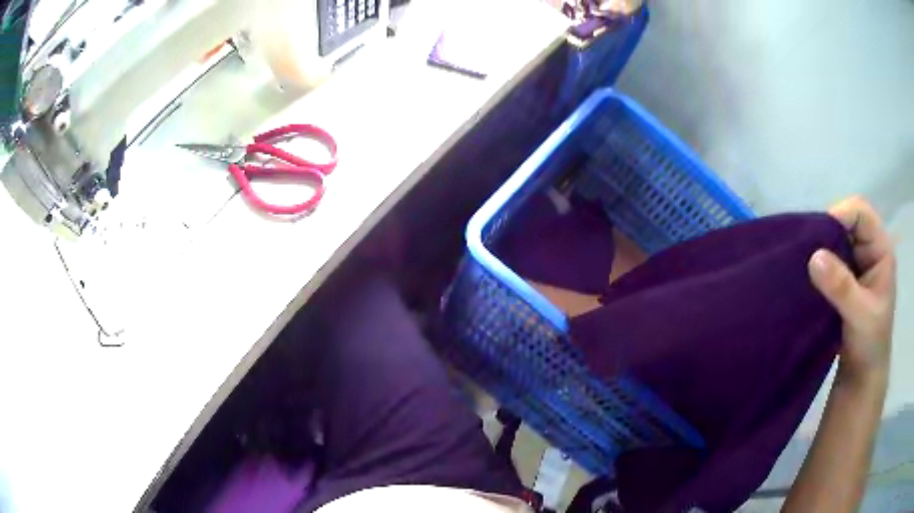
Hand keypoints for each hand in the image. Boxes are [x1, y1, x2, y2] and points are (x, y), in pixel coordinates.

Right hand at [808, 197, 895, 384]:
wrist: (862, 377)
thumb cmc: (870, 346)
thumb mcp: (860, 316)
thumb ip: (841, 287)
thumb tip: (814, 256)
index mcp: (881, 249)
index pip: (861, 213)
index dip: (840, 215)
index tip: (817, 237)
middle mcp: (870, 249)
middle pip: (846, 221)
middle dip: (826, 231)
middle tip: (806, 250)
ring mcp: (857, 263)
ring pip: (835, 239)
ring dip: (820, 248)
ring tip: (803, 262)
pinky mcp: (844, 278)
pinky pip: (829, 258)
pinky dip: (817, 263)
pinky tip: (807, 274)